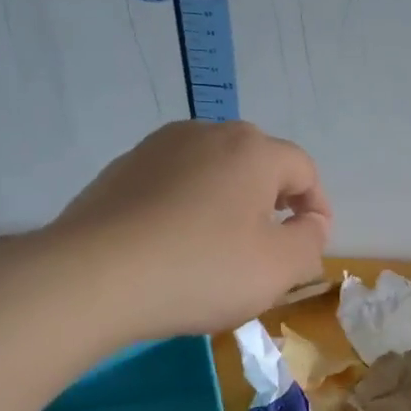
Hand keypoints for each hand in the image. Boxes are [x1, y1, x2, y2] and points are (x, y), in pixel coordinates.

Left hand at [47, 121, 331, 338]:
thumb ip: (310, 242)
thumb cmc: (202, 269)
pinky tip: (176, 246)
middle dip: (273, 203)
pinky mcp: (121, 170)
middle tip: (270, 247)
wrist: (93, 276)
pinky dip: (188, 209)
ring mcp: (157, 148)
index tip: (310, 245)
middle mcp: (206, 134)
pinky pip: (174, 185)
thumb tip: (312, 224)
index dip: (317, 207)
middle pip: (257, 164)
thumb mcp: (278, 268)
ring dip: (229, 204)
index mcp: (252, 150)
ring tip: (222, 249)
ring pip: (213, 172)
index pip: (303, 169)